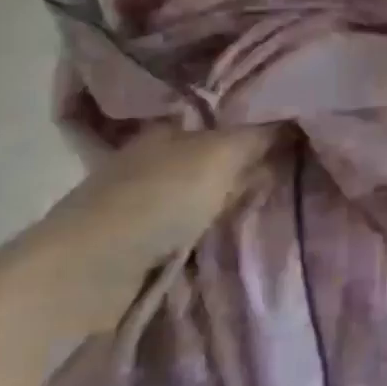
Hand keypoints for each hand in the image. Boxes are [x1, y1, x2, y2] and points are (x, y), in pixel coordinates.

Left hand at [0, 125, 281, 336]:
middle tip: (305, 158)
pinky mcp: (146, 236)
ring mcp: (150, 196)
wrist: (81, 277)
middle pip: (222, 147)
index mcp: (172, 124)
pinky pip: (201, 216)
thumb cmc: (153, 202)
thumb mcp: (219, 156)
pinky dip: (222, 218)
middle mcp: (160, 153)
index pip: (228, 108)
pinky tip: (246, 221)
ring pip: (213, 183)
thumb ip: (259, 133)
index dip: (264, 112)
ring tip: (286, 191)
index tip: (304, 122)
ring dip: (240, 190)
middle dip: (257, 153)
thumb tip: (296, 110)